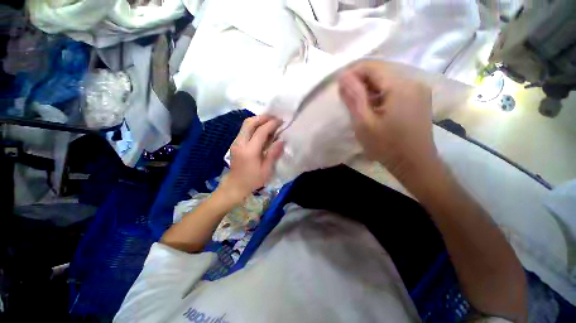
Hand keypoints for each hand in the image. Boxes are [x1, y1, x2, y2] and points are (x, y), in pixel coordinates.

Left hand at [218, 115, 283, 203]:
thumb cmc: (252, 180)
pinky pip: (244, 130)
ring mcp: (235, 142)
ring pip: (245, 125)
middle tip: (274, 117)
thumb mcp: (266, 170)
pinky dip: (253, 126)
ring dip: (257, 120)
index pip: (261, 131)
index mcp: (249, 151)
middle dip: (262, 117)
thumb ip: (273, 154)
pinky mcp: (235, 143)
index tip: (280, 120)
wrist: (235, 185)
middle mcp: (240, 143)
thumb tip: (281, 140)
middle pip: (249, 123)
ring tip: (269, 121)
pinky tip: (261, 129)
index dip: (271, 124)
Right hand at [338, 61, 438, 181]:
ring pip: (387, 80)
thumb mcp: (364, 123)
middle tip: (346, 98)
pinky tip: (373, 108)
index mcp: (400, 86)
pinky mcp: (418, 98)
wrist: (414, 163)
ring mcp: (418, 90)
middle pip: (381, 71)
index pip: (372, 66)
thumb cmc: (386, 145)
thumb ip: (354, 97)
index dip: (353, 72)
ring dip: (369, 89)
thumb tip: (343, 76)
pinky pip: (395, 89)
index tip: (340, 87)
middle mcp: (413, 81)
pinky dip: (380, 94)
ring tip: (358, 105)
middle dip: (360, 81)